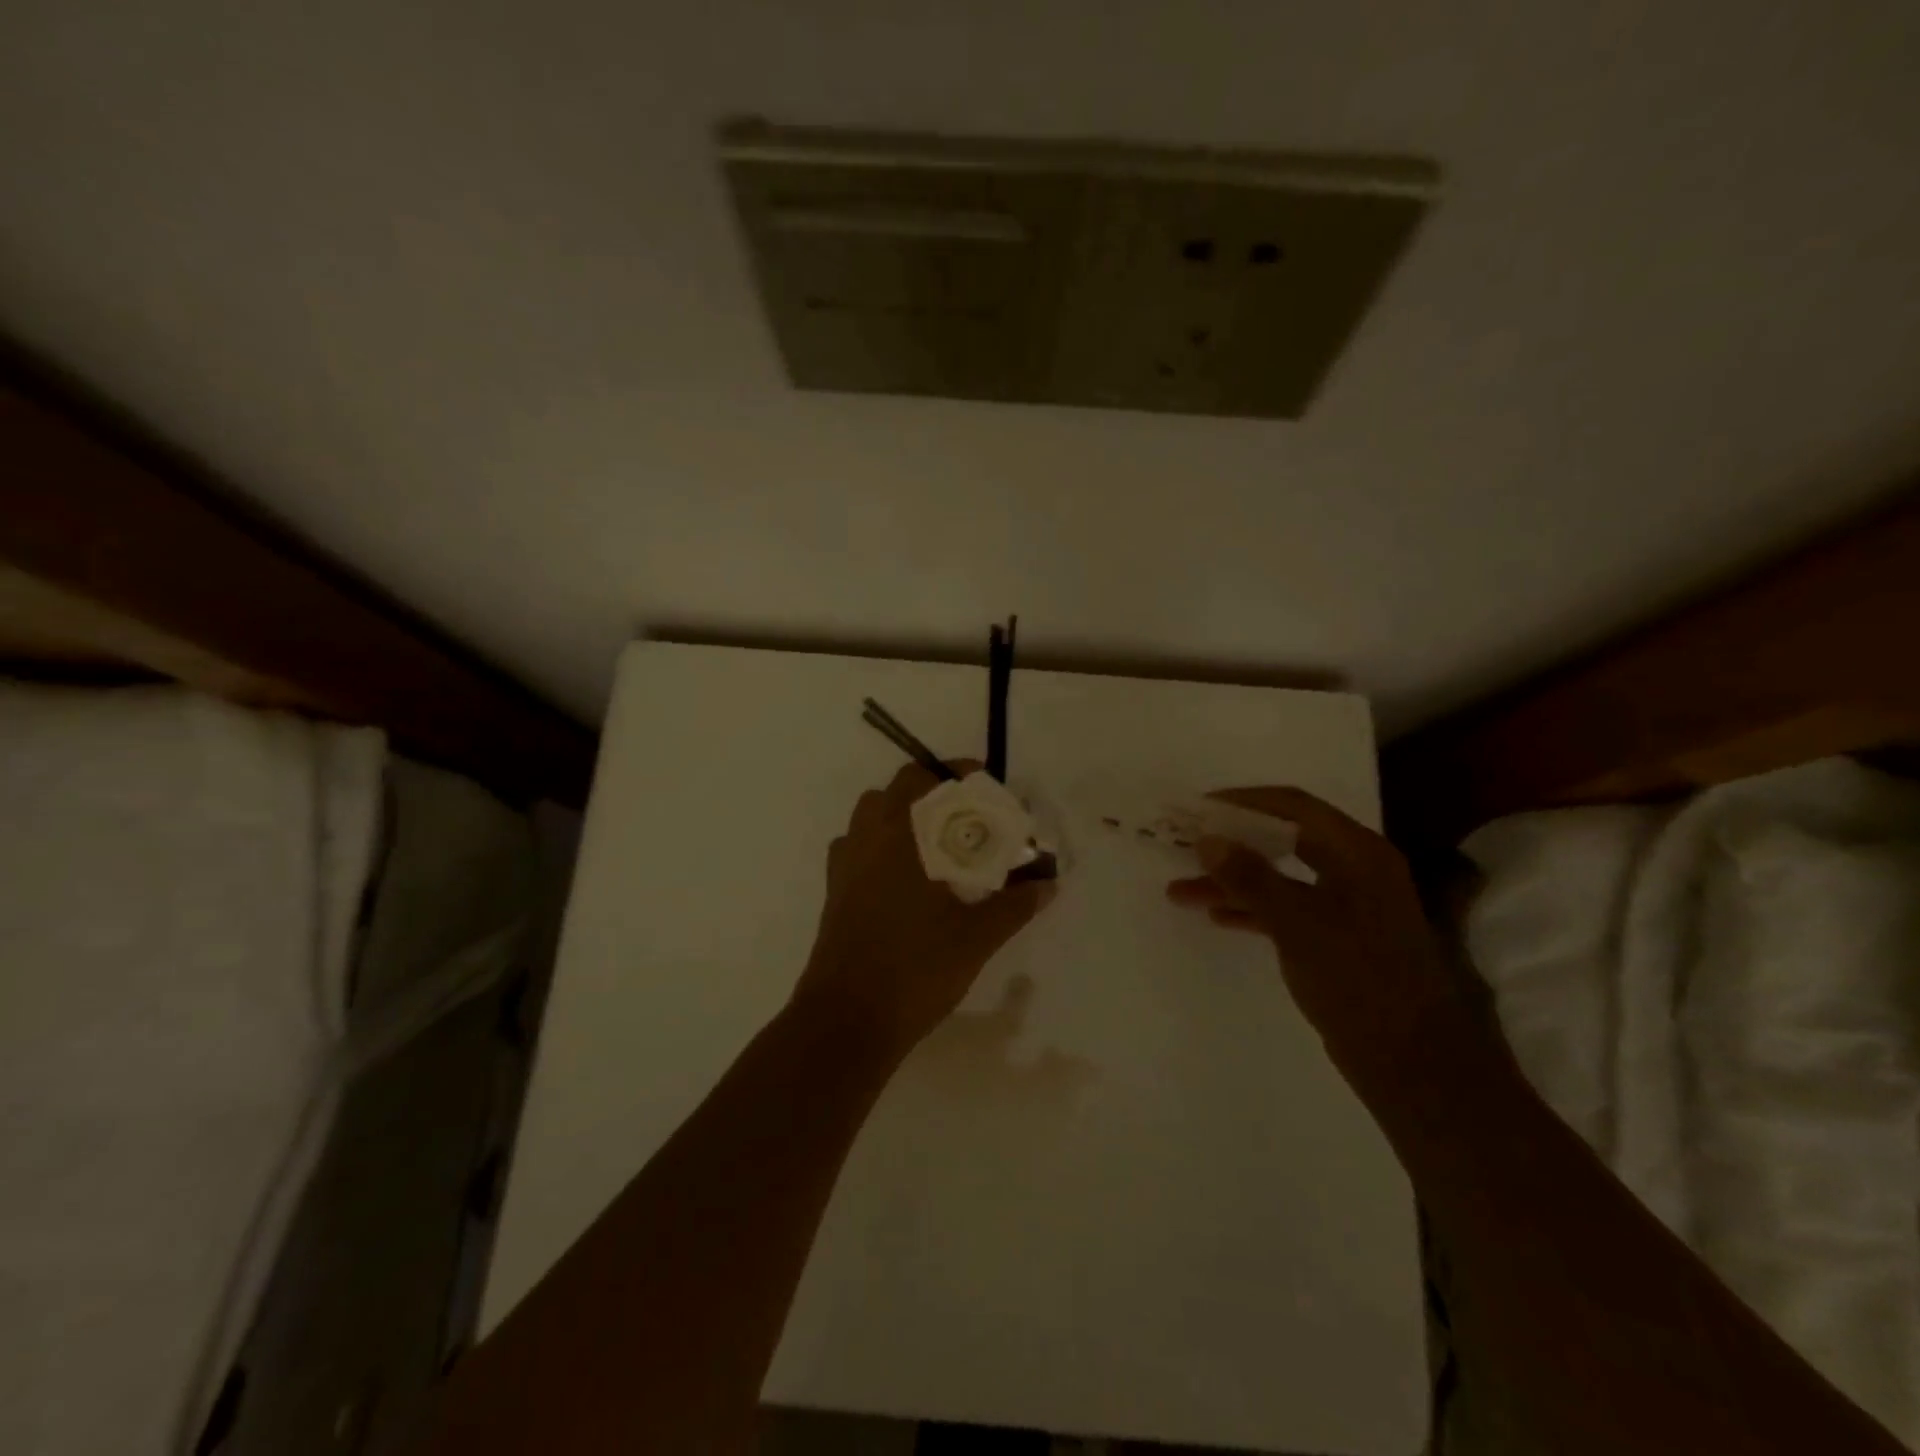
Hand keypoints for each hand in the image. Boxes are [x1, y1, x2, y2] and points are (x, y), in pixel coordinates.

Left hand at [791, 760, 1056, 1062]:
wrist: (848, 1020)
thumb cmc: (914, 969)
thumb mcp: (976, 938)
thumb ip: (1014, 906)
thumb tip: (1049, 883)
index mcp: (897, 837)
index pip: (921, 779)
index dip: (953, 772)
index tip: (982, 781)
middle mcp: (865, 840)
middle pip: (892, 792)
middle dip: (929, 792)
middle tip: (965, 814)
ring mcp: (844, 867)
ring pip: (869, 818)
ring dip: (901, 816)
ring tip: (937, 843)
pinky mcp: (834, 893)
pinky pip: (857, 849)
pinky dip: (881, 846)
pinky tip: (906, 878)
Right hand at [1166, 787, 1465, 1079]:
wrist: (1413, 1062)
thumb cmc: (1358, 978)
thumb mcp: (1297, 922)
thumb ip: (1250, 877)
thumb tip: (1207, 839)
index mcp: (1357, 852)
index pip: (1294, 806)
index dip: (1244, 802)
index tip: (1198, 809)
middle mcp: (1354, 869)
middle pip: (1283, 841)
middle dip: (1231, 844)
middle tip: (1185, 845)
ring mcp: (1347, 906)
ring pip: (1280, 879)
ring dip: (1233, 882)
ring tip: (1180, 892)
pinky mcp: (1338, 938)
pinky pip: (1287, 909)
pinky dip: (1253, 909)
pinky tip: (1217, 917)